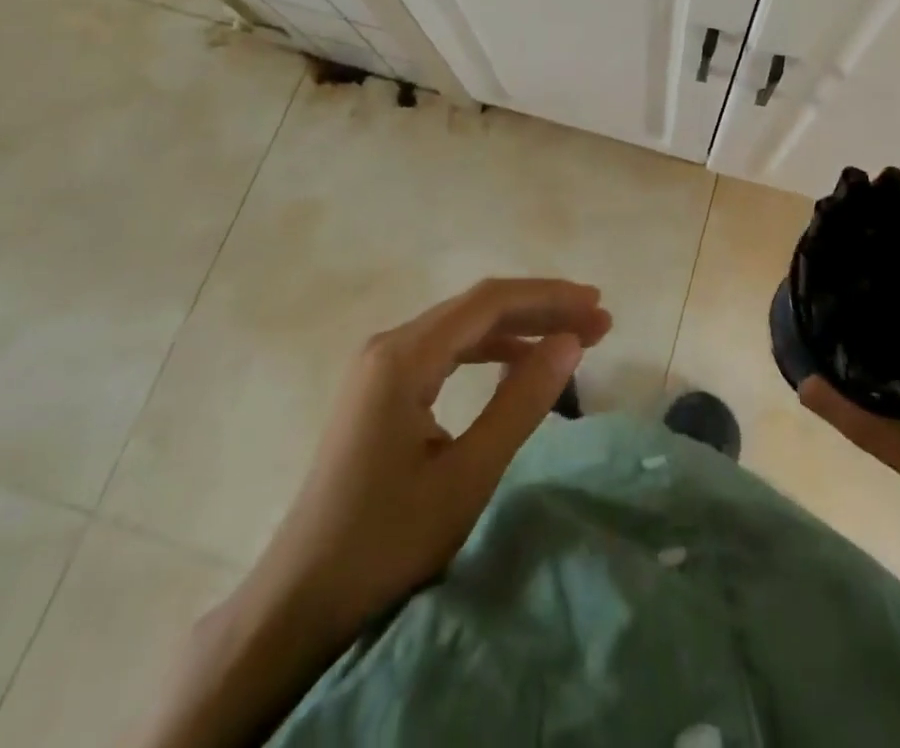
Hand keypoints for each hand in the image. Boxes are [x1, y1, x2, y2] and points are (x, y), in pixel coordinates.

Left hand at [241, 277, 611, 653]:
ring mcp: (381, 365)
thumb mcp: (467, 475)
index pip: (489, 302)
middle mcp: (389, 344)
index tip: (598, 305)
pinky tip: (518, 361)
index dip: (549, 298)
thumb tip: (570, 343)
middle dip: (541, 309)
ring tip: (572, 338)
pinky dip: (490, 349)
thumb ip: (521, 401)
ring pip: (463, 326)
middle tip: (599, 321)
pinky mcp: (381, 388)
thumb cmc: (386, 541)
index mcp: (403, 356)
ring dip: (519, 328)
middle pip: (477, 307)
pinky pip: (446, 350)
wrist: (300, 601)